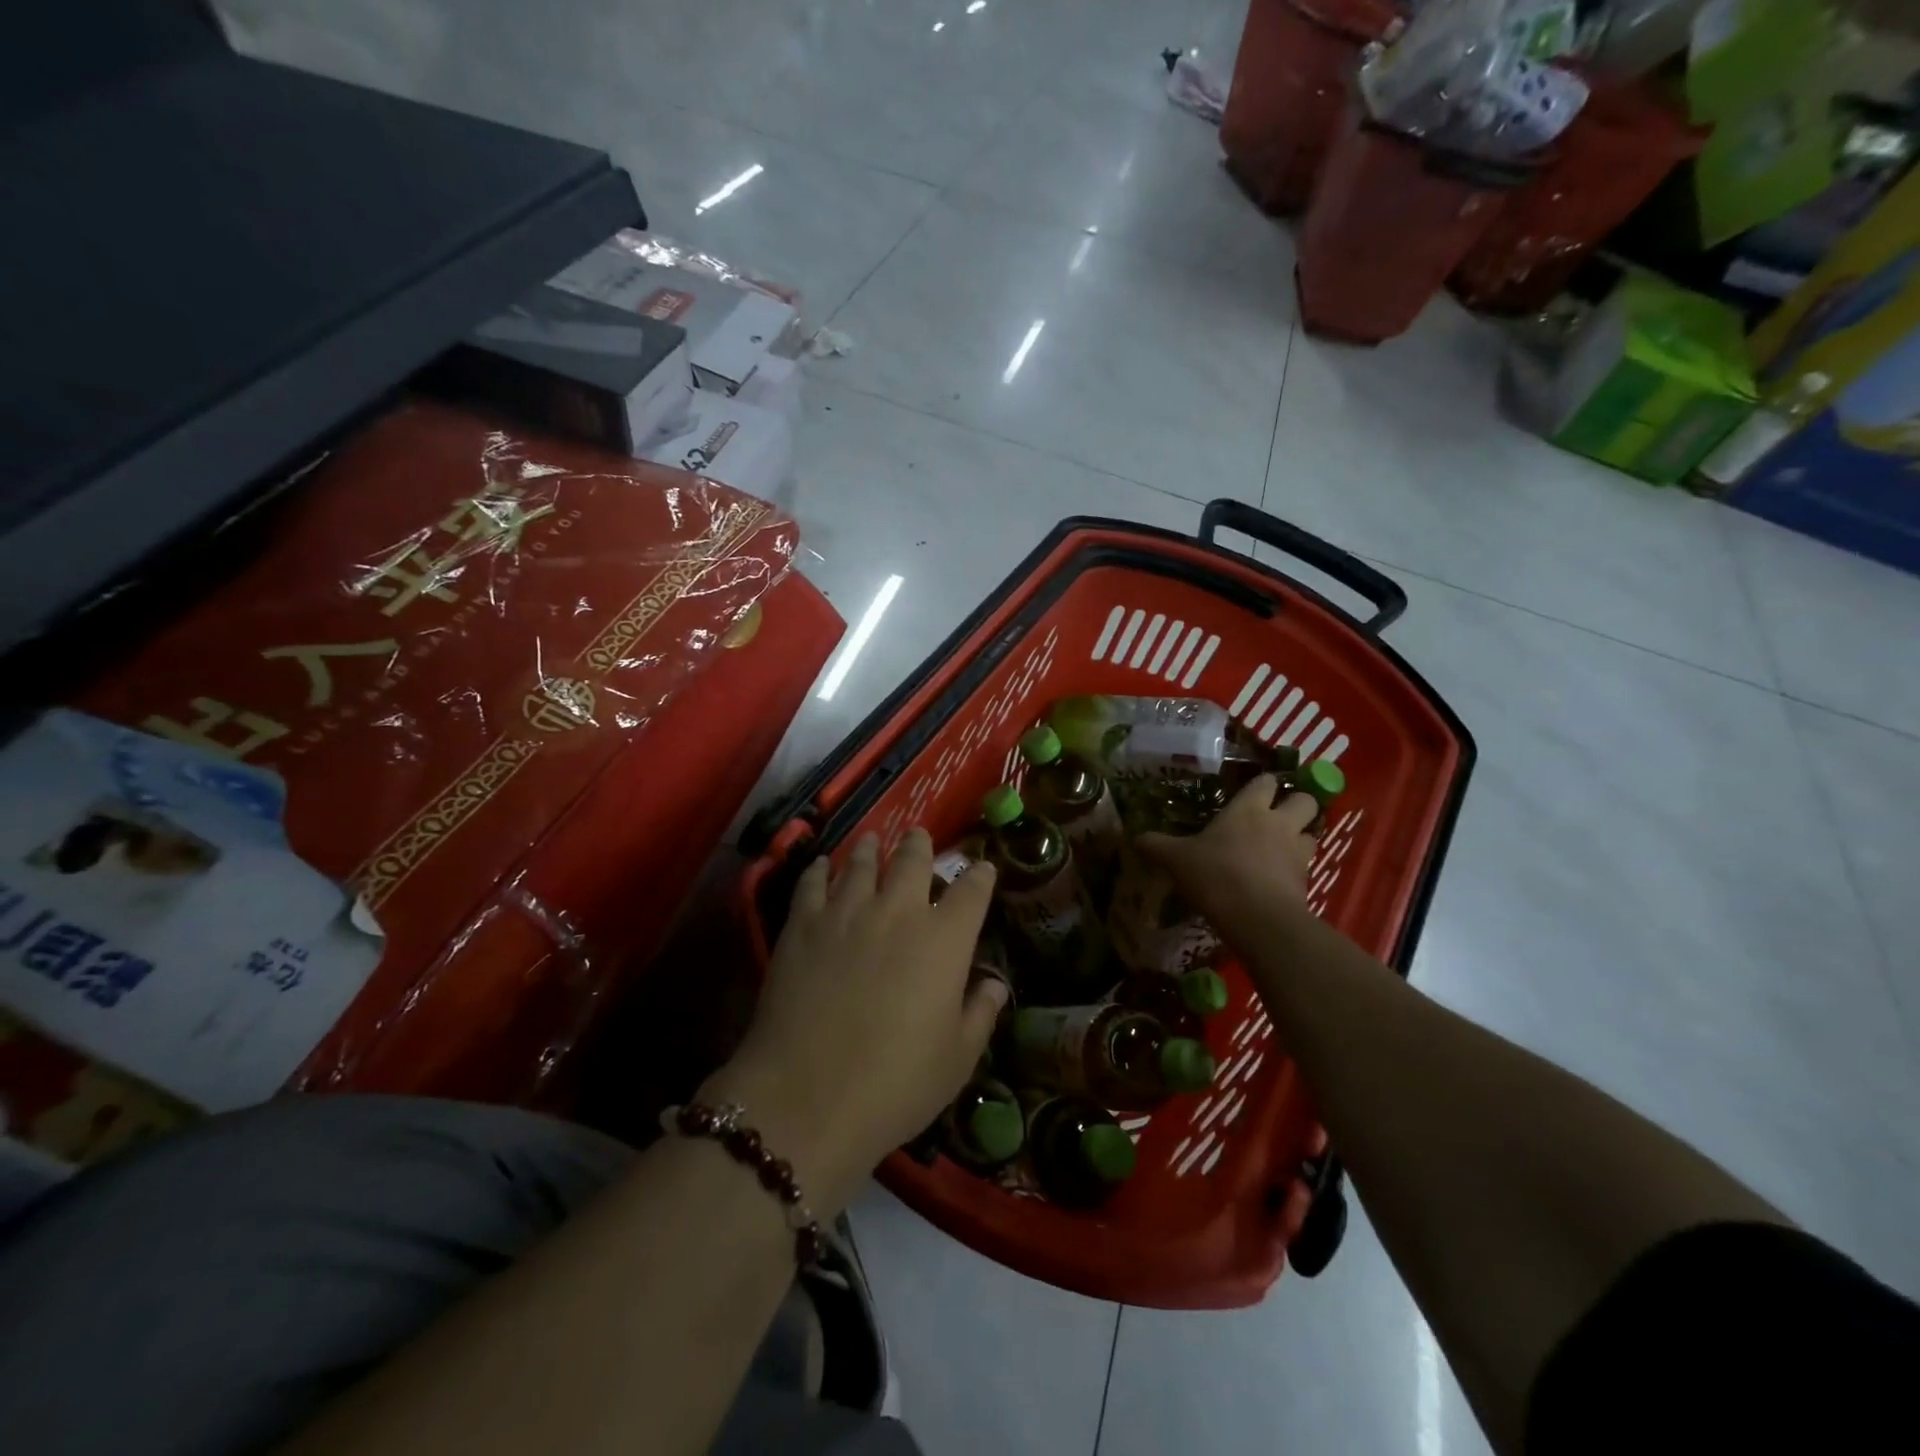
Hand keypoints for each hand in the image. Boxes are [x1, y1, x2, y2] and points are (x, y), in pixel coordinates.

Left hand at [703, 829, 1005, 1214]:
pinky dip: (820, 870)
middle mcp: (898, 912)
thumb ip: (980, 1014)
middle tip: (918, 836)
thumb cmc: (896, 1084)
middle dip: (920, 845)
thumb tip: (994, 984)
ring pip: (861, 863)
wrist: (808, 1096)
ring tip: (872, 840)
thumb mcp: (957, 1059)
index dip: (980, 875)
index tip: (982, 868)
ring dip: (871, 848)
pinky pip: (813, 883)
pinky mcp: (803, 925)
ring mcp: (847, 913)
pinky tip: (821, 866)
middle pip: (913, 860)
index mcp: (944, 940)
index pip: (971, 891)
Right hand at [1137, 775, 1318, 924]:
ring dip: (1301, 835)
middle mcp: (1279, 822)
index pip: (1266, 781)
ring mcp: (1298, 851)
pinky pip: (1308, 865)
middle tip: (1276, 817)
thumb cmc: (1215, 875)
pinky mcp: (1308, 880)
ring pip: (1313, 832)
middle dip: (1296, 804)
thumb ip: (1156, 846)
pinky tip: (1278, 878)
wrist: (1257, 918)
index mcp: (1248, 808)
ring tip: (1282, 847)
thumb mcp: (1176, 859)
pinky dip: (1297, 868)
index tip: (1251, 793)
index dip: (1262, 785)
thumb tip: (1134, 838)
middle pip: (1306, 800)